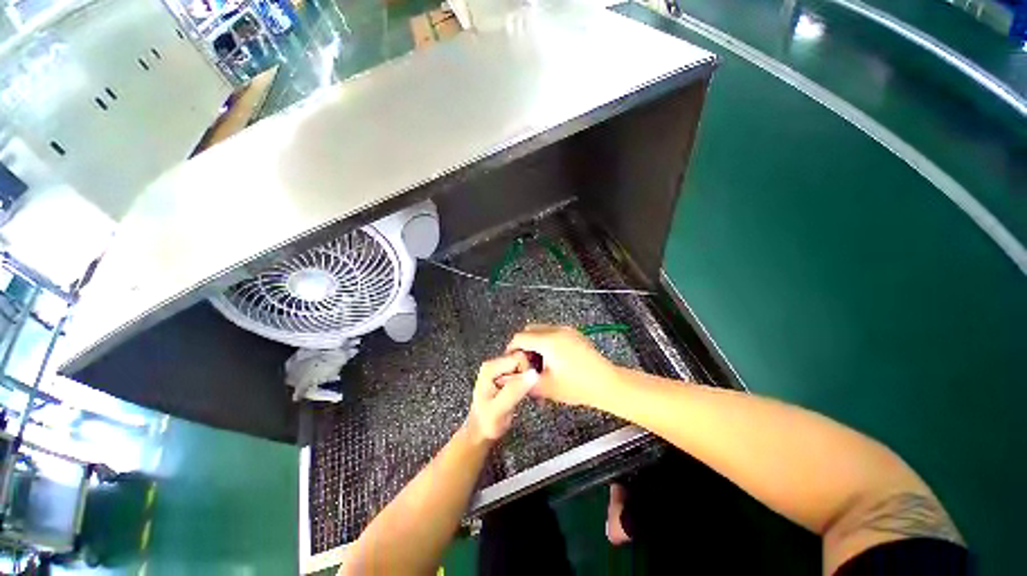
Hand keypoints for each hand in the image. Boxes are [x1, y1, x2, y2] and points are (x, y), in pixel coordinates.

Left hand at [466, 351, 538, 442]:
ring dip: (529, 382)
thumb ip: (514, 391)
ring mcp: (500, 369)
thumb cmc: (486, 423)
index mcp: (490, 368)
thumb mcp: (500, 409)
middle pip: (523, 360)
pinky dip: (528, 384)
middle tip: (525, 395)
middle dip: (528, 378)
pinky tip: (525, 395)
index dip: (526, 374)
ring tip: (525, 396)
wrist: (480, 433)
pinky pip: (523, 373)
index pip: (519, 358)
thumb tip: (533, 374)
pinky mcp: (506, 375)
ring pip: (525, 367)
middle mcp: (494, 364)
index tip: (524, 390)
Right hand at [506, 324, 618, 407]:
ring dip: (535, 343)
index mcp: (548, 340)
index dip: (511, 349)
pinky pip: (553, 333)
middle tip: (526, 364)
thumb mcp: (546, 387)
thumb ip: (522, 381)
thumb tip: (506, 377)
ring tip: (540, 364)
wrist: (607, 384)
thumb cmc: (577, 386)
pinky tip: (553, 361)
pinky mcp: (575, 334)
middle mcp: (556, 330)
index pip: (520, 337)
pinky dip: (547, 342)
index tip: (512, 363)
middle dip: (524, 345)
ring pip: (541, 330)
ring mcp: (567, 330)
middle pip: (530, 330)